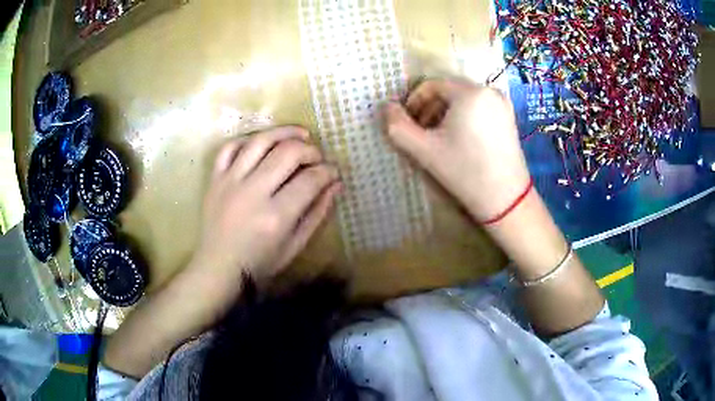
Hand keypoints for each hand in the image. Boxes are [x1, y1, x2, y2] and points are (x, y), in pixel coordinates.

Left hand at [192, 126, 340, 286]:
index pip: (310, 180)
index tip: (334, 172)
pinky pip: (230, 147)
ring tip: (300, 135)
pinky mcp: (215, 179)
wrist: (218, 268)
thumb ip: (317, 214)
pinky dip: (248, 139)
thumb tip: (336, 184)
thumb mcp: (295, 246)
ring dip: (284, 132)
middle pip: (288, 152)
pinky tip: (263, 143)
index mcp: (275, 216)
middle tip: (317, 157)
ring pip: (260, 141)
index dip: (328, 171)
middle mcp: (253, 192)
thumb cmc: (260, 263)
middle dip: (310, 150)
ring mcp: (230, 182)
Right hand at [384, 79, 529, 221]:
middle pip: (449, 91)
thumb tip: (387, 107)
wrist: (506, 199)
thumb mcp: (424, 150)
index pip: (432, 85)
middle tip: (421, 133)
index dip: (414, 101)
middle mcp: (489, 90)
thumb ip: (397, 126)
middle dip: (430, 108)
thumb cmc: (465, 172)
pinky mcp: (509, 118)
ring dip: (446, 114)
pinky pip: (479, 108)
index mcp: (470, 92)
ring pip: (464, 99)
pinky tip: (460, 140)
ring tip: (439, 138)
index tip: (407, 123)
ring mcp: (503, 104)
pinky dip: (464, 117)